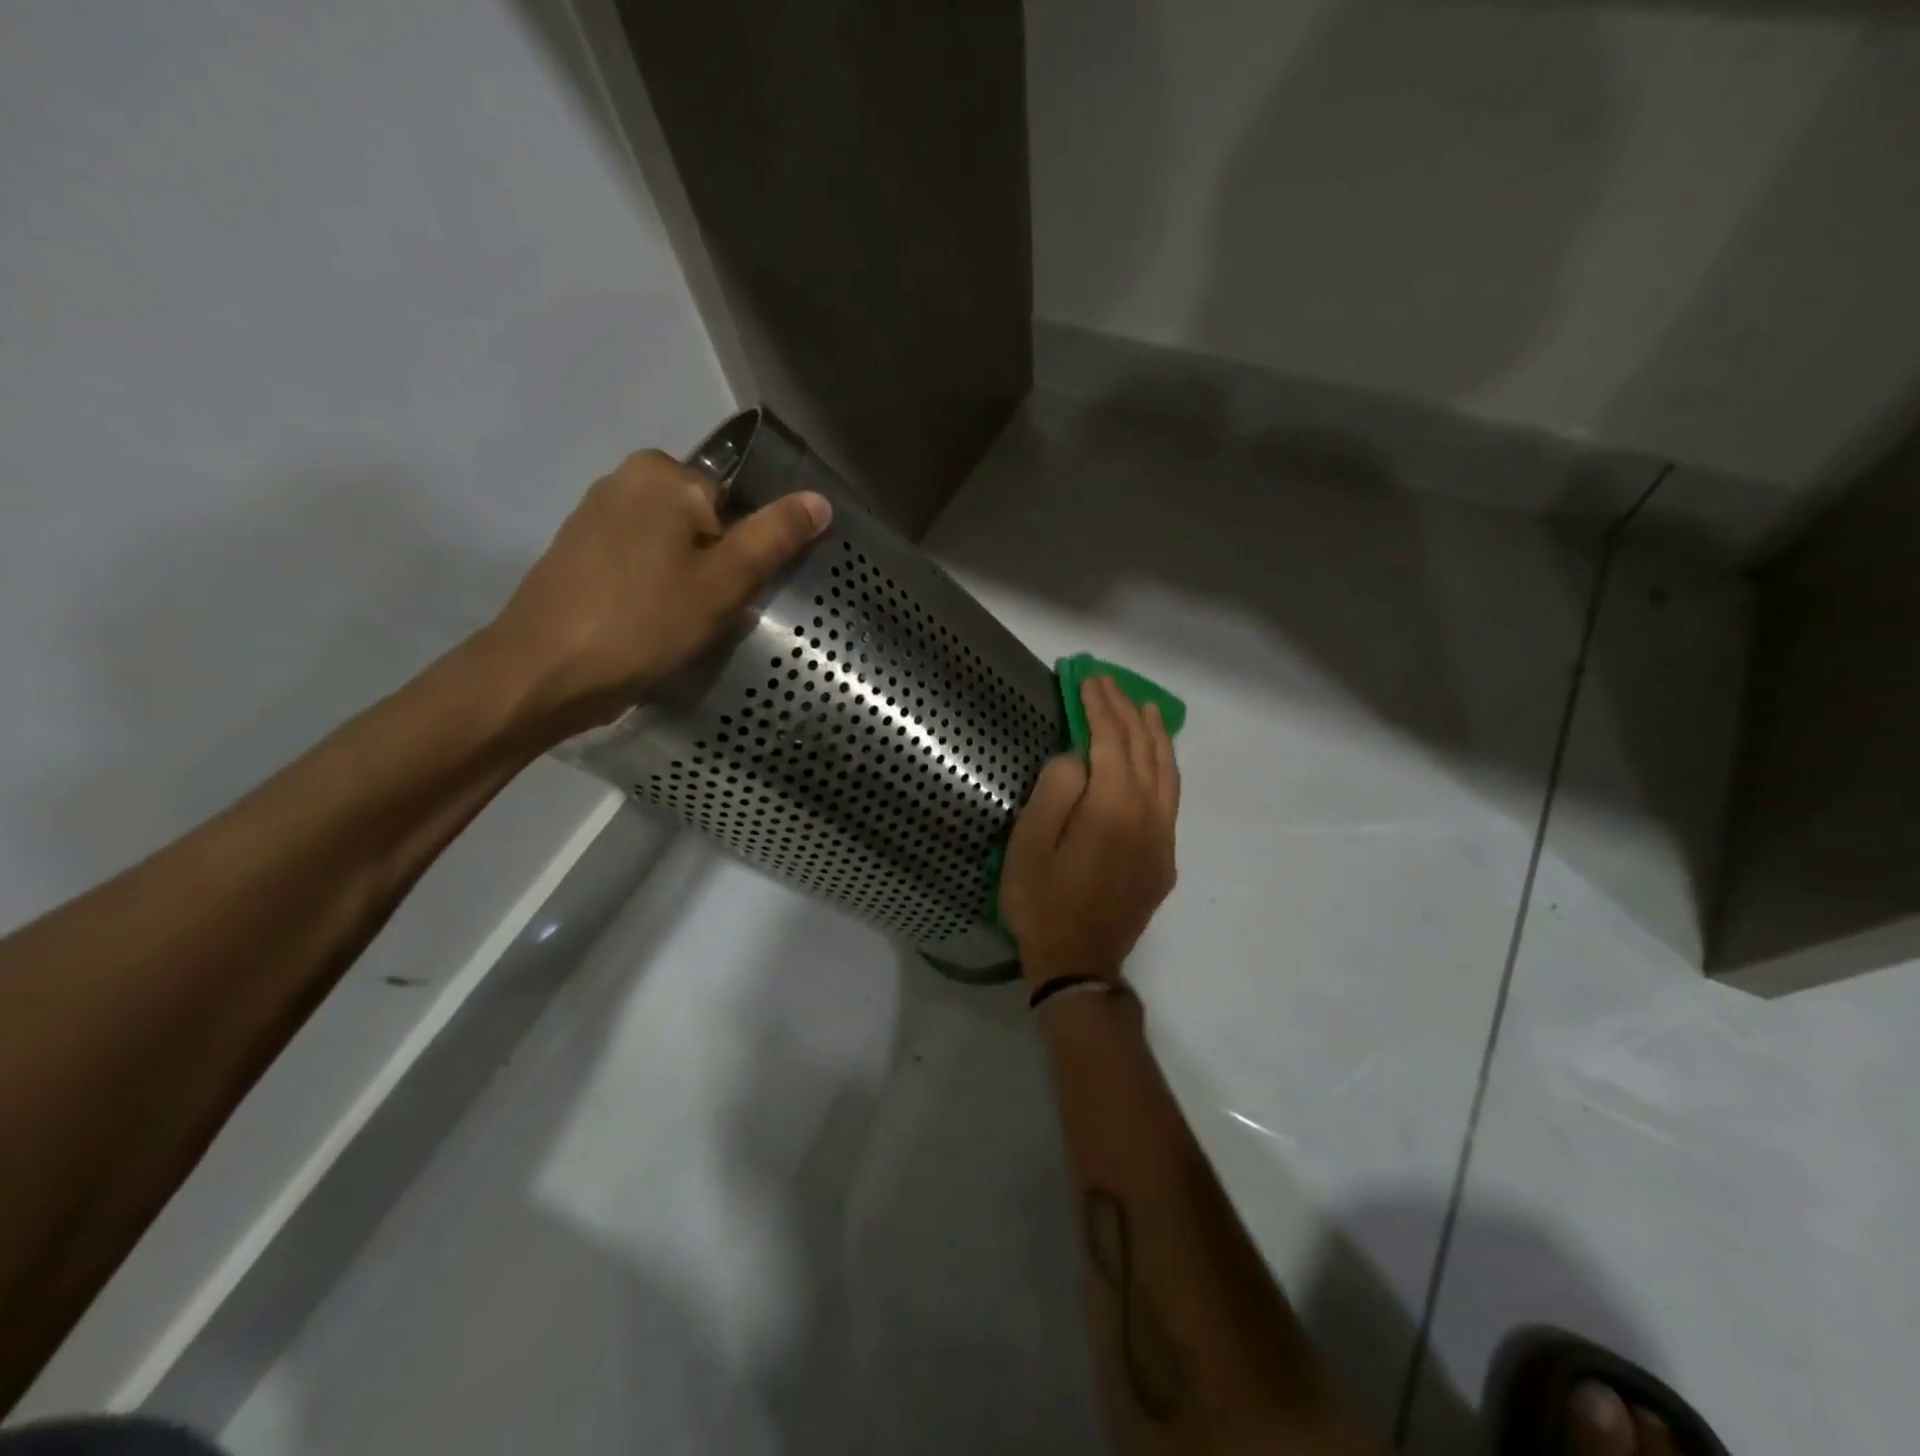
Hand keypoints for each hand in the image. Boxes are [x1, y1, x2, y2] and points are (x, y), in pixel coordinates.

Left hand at [483, 449, 830, 740]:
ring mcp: (597, 516)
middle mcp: (626, 479)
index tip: (745, 592)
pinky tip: (655, 623)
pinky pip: (643, 562)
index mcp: (663, 473)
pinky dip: (658, 588)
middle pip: (706, 521)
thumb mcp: (724, 581)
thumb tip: (820, 499)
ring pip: (675, 545)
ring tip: (687, 624)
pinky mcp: (580, 553)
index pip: (738, 499)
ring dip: (690, 581)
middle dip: (720, 565)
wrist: (544, 672)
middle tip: (719, 613)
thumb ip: (774, 537)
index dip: (750, 548)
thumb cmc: (643, 621)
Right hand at [1001, 676, 1179, 988]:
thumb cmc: (1042, 903)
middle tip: (1110, 685)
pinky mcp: (1164, 858)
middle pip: (1145, 752)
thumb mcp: (1030, 846)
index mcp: (1113, 810)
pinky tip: (1154, 760)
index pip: (1112, 743)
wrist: (1078, 964)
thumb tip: (1077, 758)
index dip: (1101, 708)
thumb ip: (1055, 792)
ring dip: (1156, 736)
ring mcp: (1162, 839)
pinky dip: (1164, 767)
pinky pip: (1170, 799)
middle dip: (1128, 713)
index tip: (1090, 681)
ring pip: (1167, 774)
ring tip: (1146, 708)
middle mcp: (1148, 817)